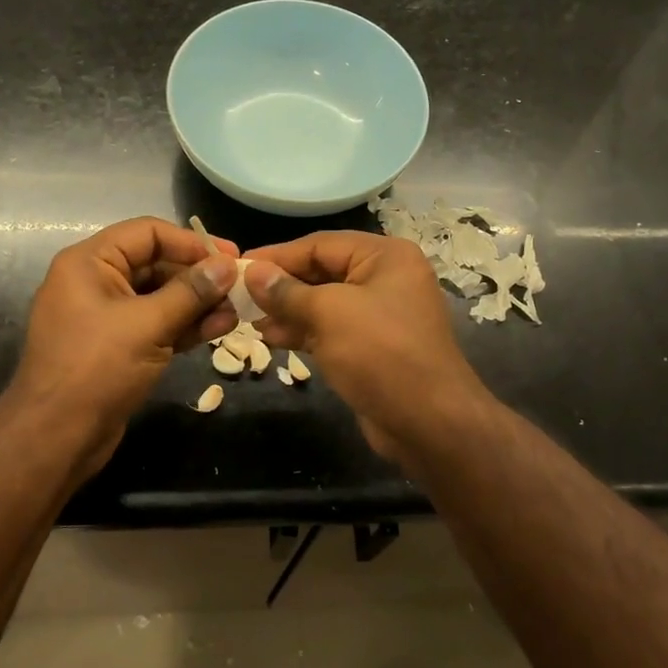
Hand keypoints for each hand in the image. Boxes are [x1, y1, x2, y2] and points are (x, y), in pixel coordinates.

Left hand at [8, 217, 239, 481]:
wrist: (56, 439)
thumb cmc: (96, 368)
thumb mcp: (148, 324)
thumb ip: (191, 292)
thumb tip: (228, 266)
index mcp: (90, 263)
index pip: (148, 233)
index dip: (191, 242)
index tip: (231, 257)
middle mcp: (97, 282)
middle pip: (157, 264)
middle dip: (199, 276)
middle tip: (239, 287)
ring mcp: (108, 317)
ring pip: (161, 297)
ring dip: (198, 303)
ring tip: (236, 312)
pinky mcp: (120, 347)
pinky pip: (157, 324)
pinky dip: (186, 326)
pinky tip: (219, 328)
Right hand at [243, 231, 492, 462]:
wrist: (429, 422)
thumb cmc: (381, 354)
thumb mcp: (329, 314)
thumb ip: (288, 292)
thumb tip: (253, 273)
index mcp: (386, 256)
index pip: (321, 244)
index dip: (278, 256)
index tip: (238, 267)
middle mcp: (387, 278)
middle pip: (323, 271)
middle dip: (282, 285)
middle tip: (239, 297)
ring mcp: (382, 314)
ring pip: (325, 303)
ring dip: (288, 310)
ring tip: (250, 320)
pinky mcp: (374, 346)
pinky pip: (333, 329)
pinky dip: (305, 331)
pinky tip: (273, 338)